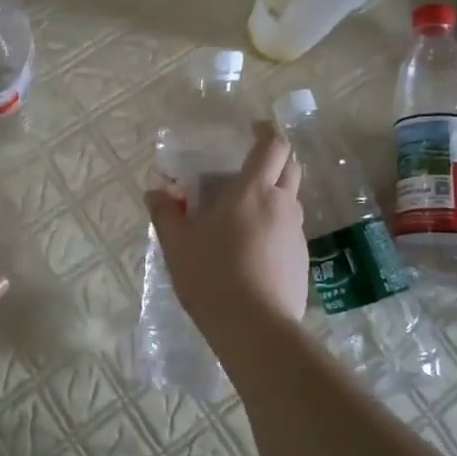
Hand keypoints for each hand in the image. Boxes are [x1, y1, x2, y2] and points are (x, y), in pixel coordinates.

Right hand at [146, 120, 308, 341]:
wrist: (256, 328)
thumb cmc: (213, 276)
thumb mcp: (178, 245)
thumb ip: (166, 214)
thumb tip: (154, 193)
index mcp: (253, 190)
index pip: (273, 145)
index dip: (267, 130)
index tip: (254, 128)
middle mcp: (281, 204)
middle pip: (291, 165)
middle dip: (276, 156)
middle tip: (251, 163)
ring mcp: (296, 232)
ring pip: (291, 198)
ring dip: (275, 191)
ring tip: (246, 208)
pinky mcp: (302, 258)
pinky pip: (290, 228)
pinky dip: (276, 223)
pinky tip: (254, 246)